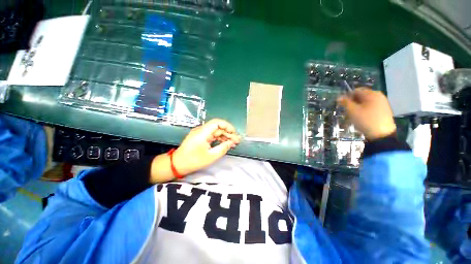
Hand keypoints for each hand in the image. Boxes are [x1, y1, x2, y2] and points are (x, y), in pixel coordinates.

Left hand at [173, 119, 240, 174]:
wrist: (177, 164)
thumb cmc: (193, 160)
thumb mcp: (211, 156)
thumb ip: (223, 148)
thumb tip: (231, 143)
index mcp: (203, 132)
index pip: (217, 122)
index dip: (227, 126)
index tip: (234, 133)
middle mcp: (202, 130)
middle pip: (218, 128)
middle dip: (228, 133)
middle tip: (237, 141)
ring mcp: (201, 133)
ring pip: (216, 132)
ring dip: (225, 136)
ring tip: (233, 144)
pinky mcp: (201, 137)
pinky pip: (212, 136)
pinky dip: (219, 139)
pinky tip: (226, 144)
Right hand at [337, 88, 395, 139]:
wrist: (382, 135)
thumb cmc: (365, 120)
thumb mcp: (352, 111)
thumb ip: (345, 102)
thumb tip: (339, 97)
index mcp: (371, 94)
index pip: (356, 91)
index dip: (347, 96)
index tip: (341, 105)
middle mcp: (379, 96)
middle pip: (361, 96)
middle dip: (352, 102)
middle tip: (347, 111)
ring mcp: (383, 103)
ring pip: (366, 102)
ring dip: (358, 106)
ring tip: (353, 115)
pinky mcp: (384, 110)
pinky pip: (371, 106)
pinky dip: (364, 109)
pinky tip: (362, 117)